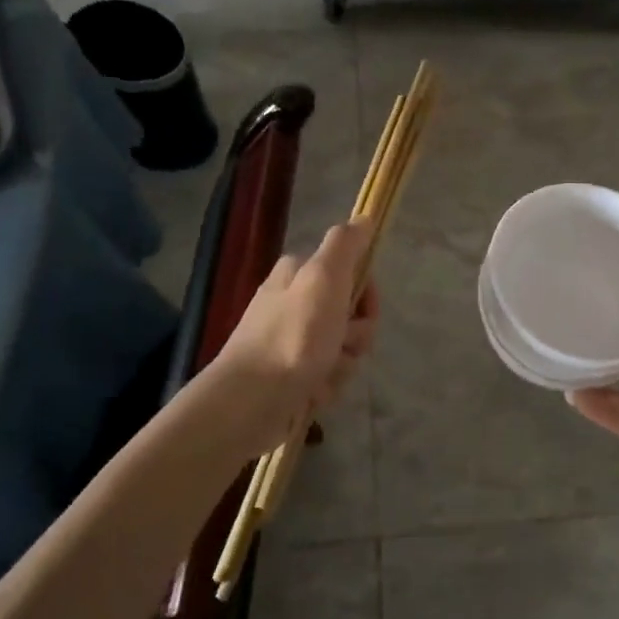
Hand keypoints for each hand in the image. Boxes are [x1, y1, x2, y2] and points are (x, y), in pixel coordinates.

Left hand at [216, 220, 379, 447]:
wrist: (252, 401)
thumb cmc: (293, 336)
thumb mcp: (323, 278)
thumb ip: (345, 245)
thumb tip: (364, 217)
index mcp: (297, 275)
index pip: (350, 274)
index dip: (365, 293)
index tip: (364, 309)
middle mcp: (292, 304)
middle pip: (351, 316)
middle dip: (356, 336)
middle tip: (342, 344)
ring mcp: (291, 342)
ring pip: (343, 349)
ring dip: (342, 364)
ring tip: (322, 374)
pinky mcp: (290, 377)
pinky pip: (327, 377)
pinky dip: (326, 386)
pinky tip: (312, 393)